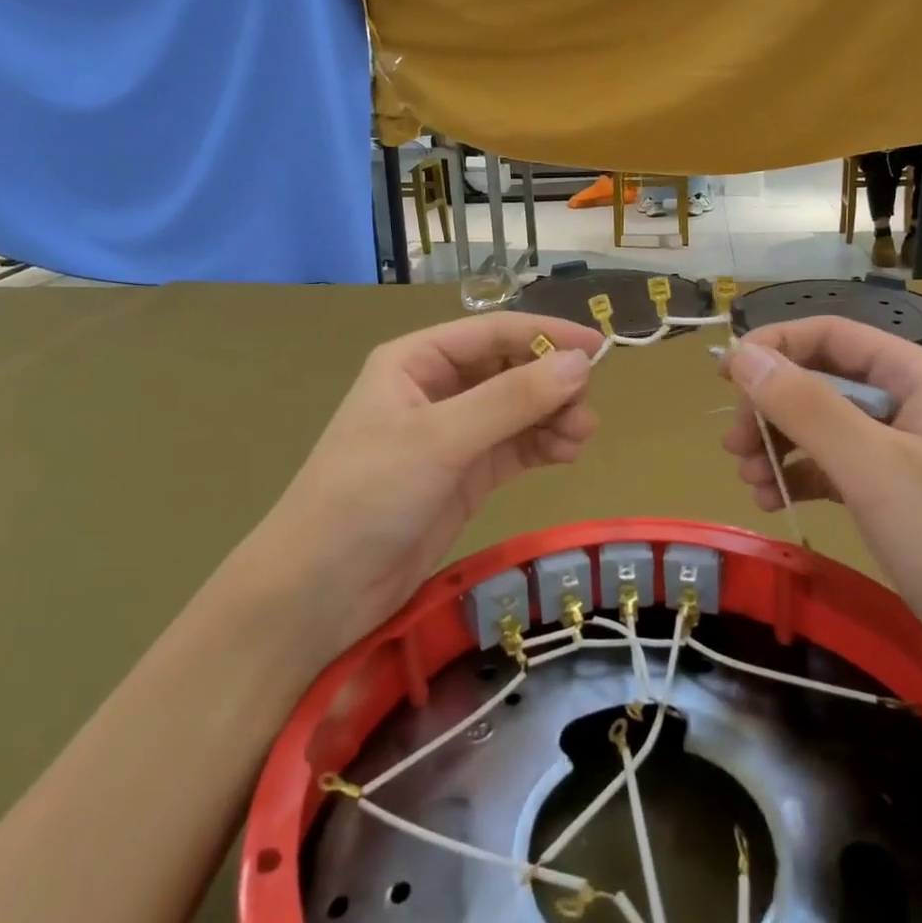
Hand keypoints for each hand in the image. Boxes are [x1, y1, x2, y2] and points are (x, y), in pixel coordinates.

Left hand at [251, 312, 602, 660]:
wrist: (322, 590)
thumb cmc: (368, 495)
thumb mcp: (440, 439)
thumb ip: (511, 400)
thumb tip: (580, 363)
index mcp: (417, 361)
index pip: (493, 333)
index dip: (546, 334)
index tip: (599, 347)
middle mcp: (437, 390)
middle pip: (510, 369)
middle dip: (551, 383)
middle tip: (584, 410)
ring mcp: (453, 435)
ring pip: (518, 410)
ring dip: (553, 416)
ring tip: (579, 438)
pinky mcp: (466, 475)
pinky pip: (515, 446)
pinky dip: (543, 445)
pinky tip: (566, 453)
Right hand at [719, 318, 921, 698]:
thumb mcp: (874, 468)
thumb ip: (806, 407)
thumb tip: (741, 356)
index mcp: (916, 377)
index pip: (829, 335)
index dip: (773, 347)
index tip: (723, 378)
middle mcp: (908, 402)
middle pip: (820, 380)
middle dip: (771, 407)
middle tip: (735, 446)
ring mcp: (902, 451)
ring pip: (821, 426)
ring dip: (779, 445)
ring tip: (749, 480)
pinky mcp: (894, 495)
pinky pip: (833, 468)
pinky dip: (799, 478)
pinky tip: (773, 501)